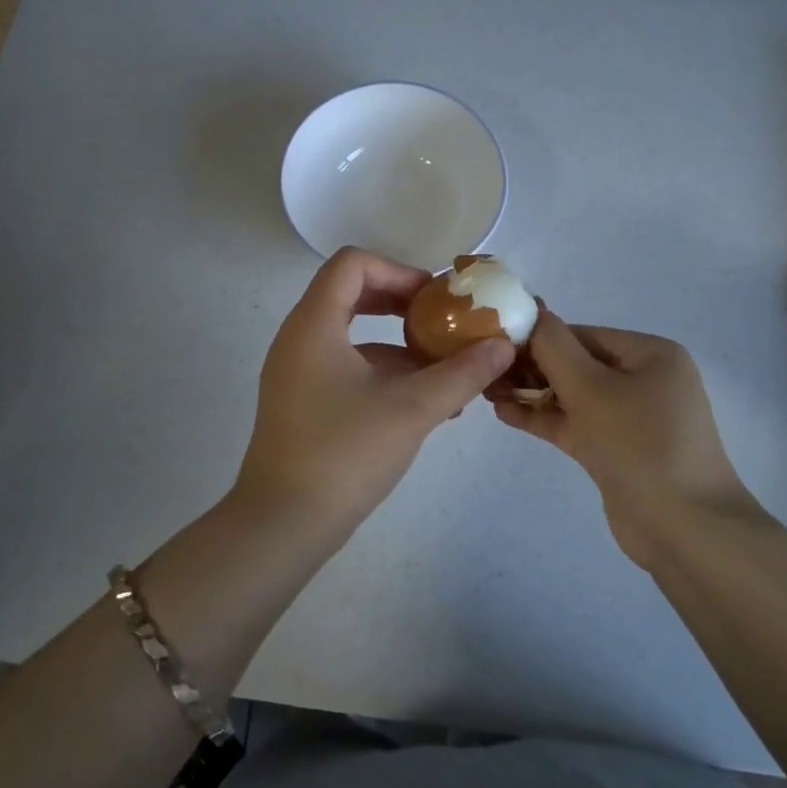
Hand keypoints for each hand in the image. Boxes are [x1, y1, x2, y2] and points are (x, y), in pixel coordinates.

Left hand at [236, 247, 515, 530]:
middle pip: (351, 293)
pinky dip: (383, 371)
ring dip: (398, 343)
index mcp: (315, 324)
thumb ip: (461, 374)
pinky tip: (423, 402)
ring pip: (352, 335)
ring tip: (446, 368)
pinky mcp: (302, 401)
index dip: (398, 271)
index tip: (435, 299)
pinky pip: (345, 366)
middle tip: (443, 322)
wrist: (283, 523)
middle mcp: (299, 337)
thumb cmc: (345, 453)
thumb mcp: (412, 410)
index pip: (352, 264)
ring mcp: (296, 371)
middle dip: (401, 304)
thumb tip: (503, 348)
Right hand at [494, 308, 753, 565]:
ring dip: (532, 393)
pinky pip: (575, 423)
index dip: (537, 338)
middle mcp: (644, 379)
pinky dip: (544, 418)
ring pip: (572, 395)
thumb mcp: (590, 387)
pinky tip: (504, 414)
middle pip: (575, 363)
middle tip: (485, 371)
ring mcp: (631, 417)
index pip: (581, 334)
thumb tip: (531, 311)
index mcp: (650, 354)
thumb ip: (553, 347)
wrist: (685, 531)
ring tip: (487, 391)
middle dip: (531, 367)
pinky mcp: (617, 450)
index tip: (494, 345)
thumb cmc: (639, 444)